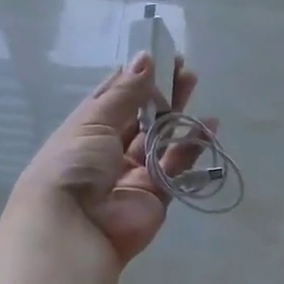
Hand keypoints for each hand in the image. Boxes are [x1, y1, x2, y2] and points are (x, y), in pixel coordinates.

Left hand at [12, 51, 205, 265]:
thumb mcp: (94, 121)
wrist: (74, 226)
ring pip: (161, 140)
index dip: (135, 78)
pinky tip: (209, 127)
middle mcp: (109, 152)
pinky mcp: (156, 196)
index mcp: (86, 131)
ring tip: (195, 86)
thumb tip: (145, 58)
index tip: (159, 57)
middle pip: (140, 118)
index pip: (113, 99)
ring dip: (177, 115)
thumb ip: (124, 93)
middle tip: (184, 70)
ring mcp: (134, 175)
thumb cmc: (74, 165)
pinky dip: (192, 148)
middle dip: (160, 93)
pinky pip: (177, 168)